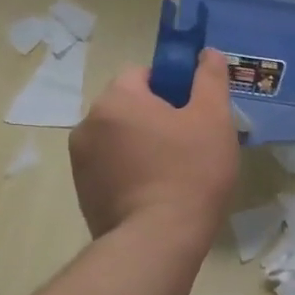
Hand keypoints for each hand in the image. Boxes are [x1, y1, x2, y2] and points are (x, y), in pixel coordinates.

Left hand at [69, 50, 239, 241]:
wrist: (158, 240)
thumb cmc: (191, 172)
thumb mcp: (214, 119)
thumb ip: (211, 80)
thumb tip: (208, 53)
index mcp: (117, 100)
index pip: (143, 74)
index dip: (173, 88)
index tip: (194, 113)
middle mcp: (88, 124)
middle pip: (129, 107)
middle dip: (157, 119)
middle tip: (191, 144)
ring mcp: (80, 161)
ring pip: (120, 139)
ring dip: (142, 146)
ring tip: (175, 174)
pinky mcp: (83, 193)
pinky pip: (112, 169)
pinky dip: (131, 173)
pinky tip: (157, 195)